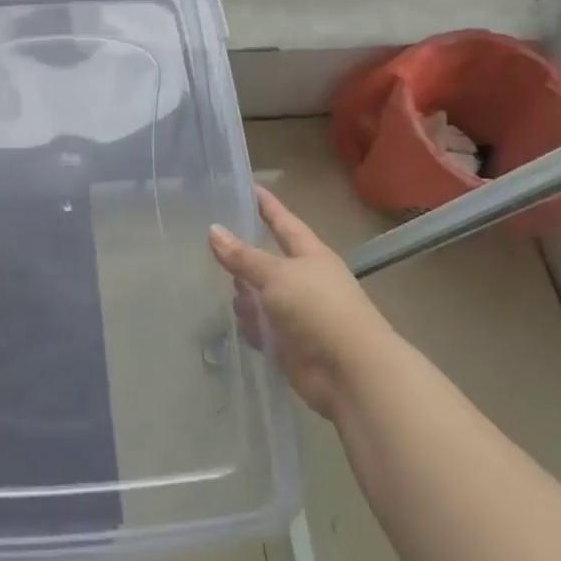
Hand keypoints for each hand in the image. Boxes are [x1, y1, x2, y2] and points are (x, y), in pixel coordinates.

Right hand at [209, 186, 398, 419]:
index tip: (249, 187)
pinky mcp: (289, 344)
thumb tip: (213, 230)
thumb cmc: (317, 309)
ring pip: (260, 296)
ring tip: (222, 291)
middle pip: (267, 261)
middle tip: (210, 243)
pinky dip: (250, 326)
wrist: (350, 372)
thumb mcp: (276, 275)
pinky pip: (262, 328)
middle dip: (243, 257)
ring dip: (244, 296)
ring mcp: (297, 313)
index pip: (284, 222)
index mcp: (310, 255)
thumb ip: (243, 256)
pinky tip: (237, 324)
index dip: (267, 206)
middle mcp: (304, 280)